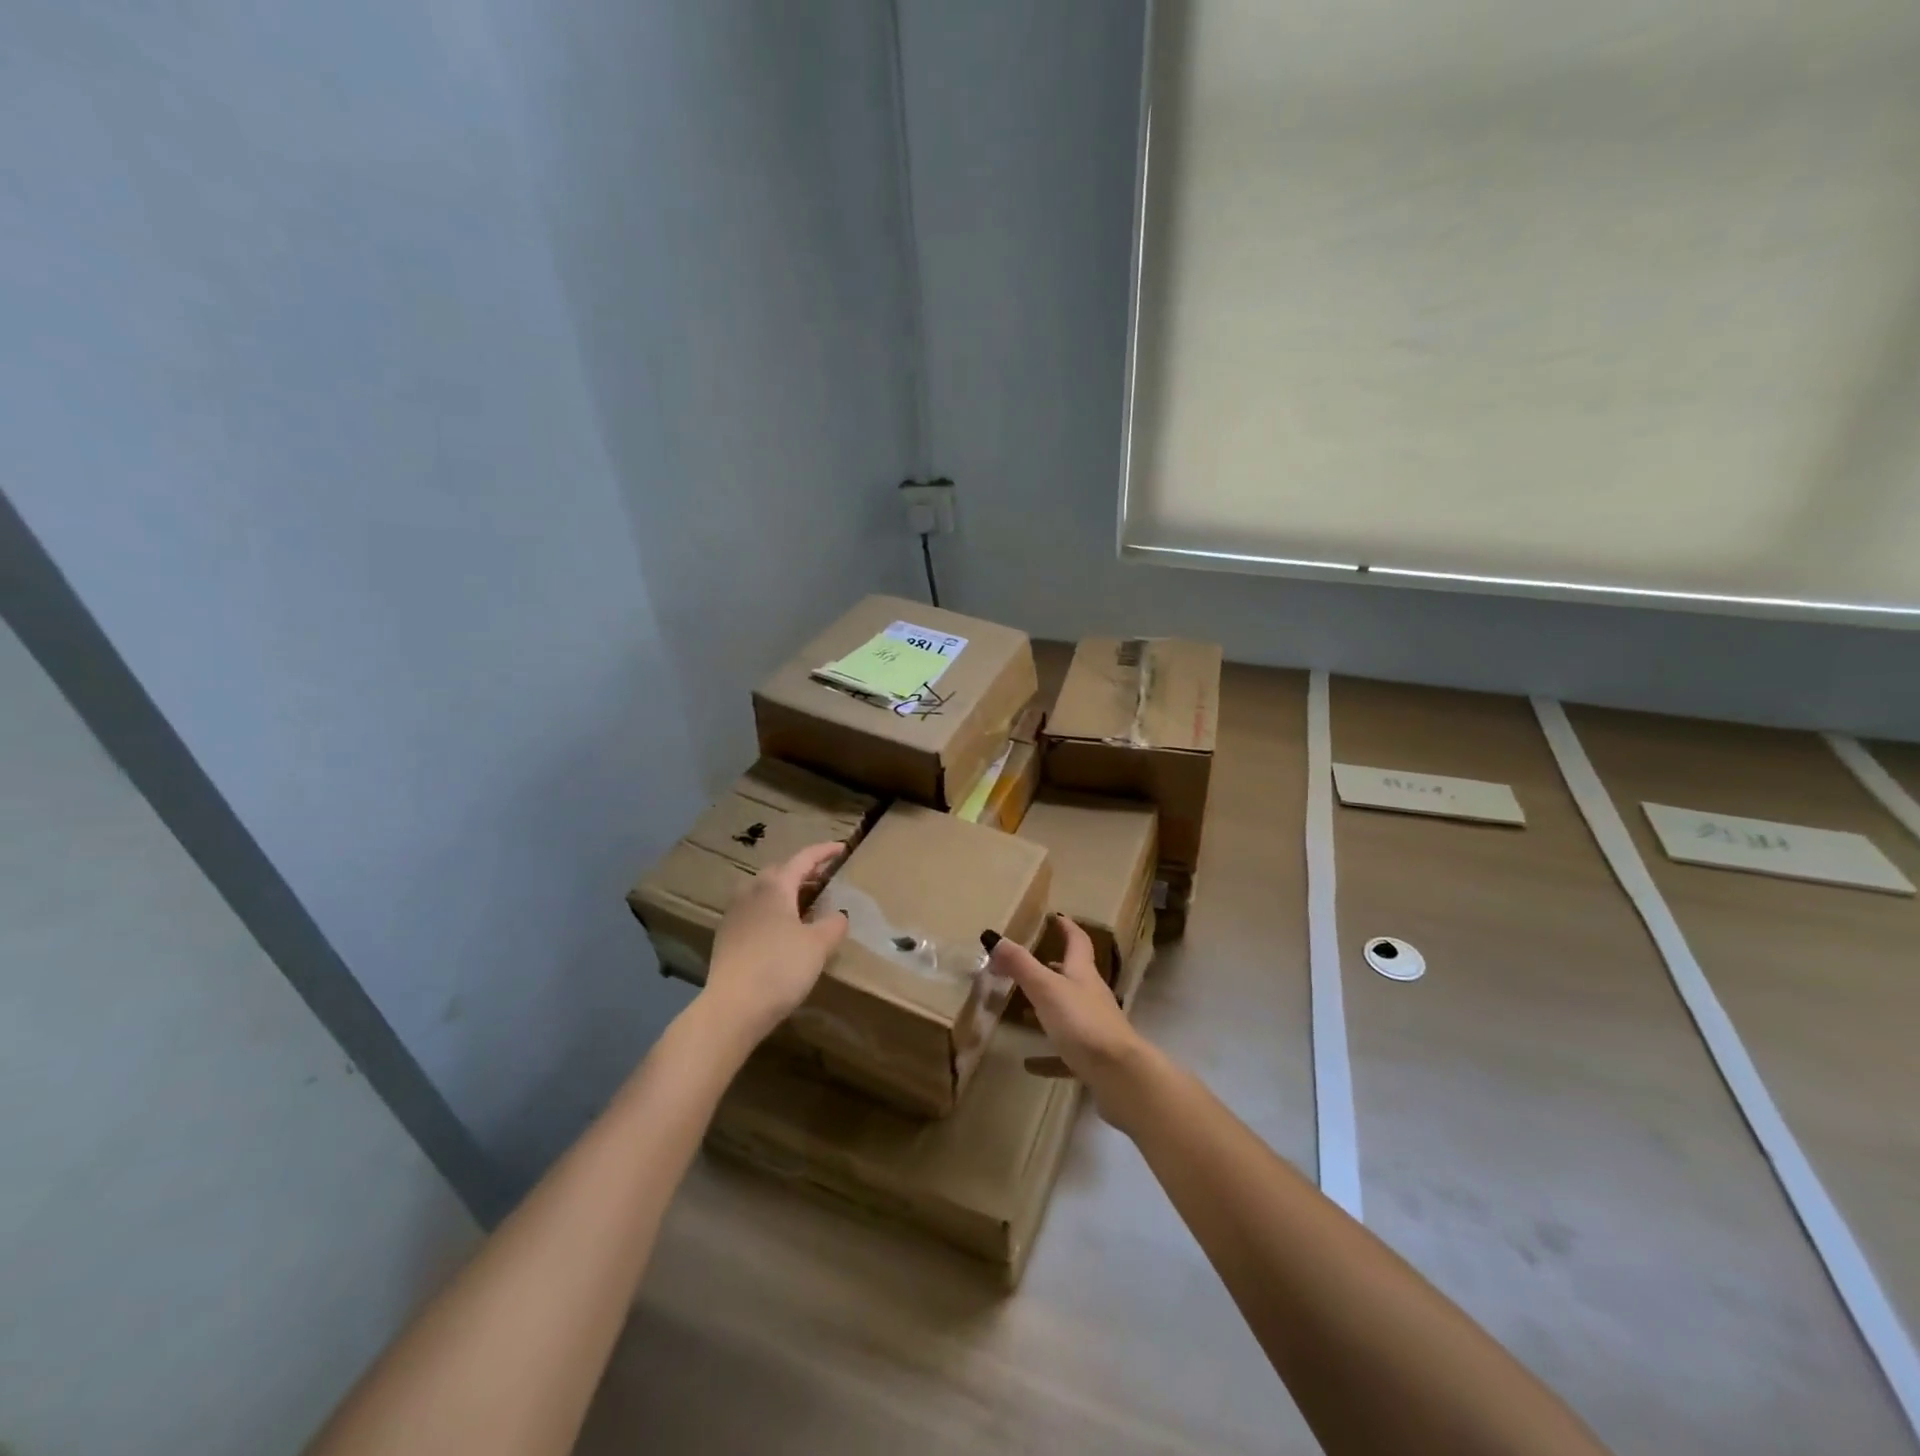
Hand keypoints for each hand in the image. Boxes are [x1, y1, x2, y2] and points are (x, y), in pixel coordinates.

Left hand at [701, 842, 849, 1042]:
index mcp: (774, 886)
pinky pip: (756, 910)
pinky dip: (774, 910)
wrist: (732, 1008)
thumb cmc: (780, 968)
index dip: (824, 852)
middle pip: (781, 871)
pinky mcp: (727, 936)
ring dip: (788, 891)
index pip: (803, 858)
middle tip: (826, 877)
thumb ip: (833, 924)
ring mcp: (735, 914)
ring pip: (765, 891)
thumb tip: (838, 915)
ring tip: (807, 902)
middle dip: (804, 871)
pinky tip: (784, 929)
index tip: (842, 847)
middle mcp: (751, 892)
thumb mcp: (818, 945)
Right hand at [988, 914, 1161, 1130]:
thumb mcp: (1046, 989)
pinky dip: (1048, 1053)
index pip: (1078, 942)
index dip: (1067, 928)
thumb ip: (1020, 965)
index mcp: (1083, 973)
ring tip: (1024, 1010)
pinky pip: (1066, 1051)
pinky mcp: (1094, 1057)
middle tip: (1031, 963)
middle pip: (1075, 975)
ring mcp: (1095, 1027)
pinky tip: (1030, 1064)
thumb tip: (993, 936)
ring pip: (1070, 1010)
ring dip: (1050, 1006)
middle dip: (1055, 966)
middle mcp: (1091, 995)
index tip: (1056, 917)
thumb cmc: (1082, 1023)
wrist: (1120, 1075)